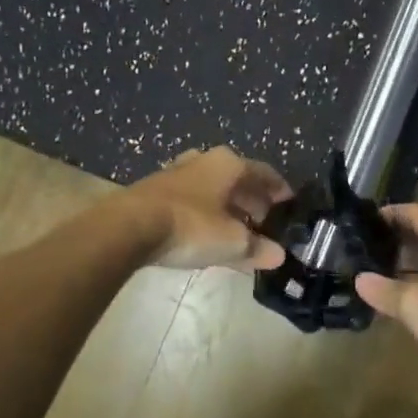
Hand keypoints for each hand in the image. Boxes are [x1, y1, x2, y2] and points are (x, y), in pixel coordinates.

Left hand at [122, 147, 293, 271]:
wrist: (128, 227)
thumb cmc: (191, 226)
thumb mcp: (232, 242)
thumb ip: (257, 248)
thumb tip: (278, 256)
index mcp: (228, 164)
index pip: (264, 173)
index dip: (279, 190)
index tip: (289, 204)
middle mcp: (204, 161)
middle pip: (237, 180)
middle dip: (253, 202)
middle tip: (265, 224)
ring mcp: (176, 174)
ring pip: (213, 190)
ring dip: (228, 209)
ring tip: (238, 232)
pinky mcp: (155, 191)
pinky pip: (193, 201)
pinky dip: (206, 215)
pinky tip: (207, 235)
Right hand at [355, 204, 417, 372]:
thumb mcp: (414, 304)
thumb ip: (384, 290)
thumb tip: (360, 280)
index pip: (417, 213)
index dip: (391, 213)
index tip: (366, 221)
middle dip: (398, 242)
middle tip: (366, 253)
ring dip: (411, 266)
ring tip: (381, 278)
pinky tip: (411, 303)